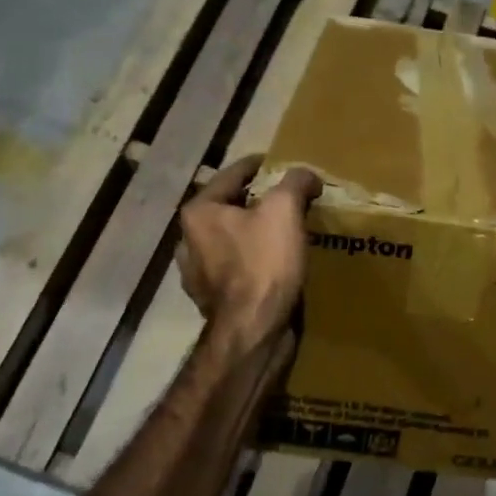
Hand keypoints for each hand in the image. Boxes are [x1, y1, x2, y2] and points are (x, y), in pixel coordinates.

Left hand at [178, 154, 322, 347]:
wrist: (253, 332)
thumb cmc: (263, 263)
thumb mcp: (284, 210)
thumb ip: (295, 182)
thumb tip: (306, 176)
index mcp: (199, 212)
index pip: (232, 174)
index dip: (261, 165)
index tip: (282, 164)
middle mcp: (189, 240)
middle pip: (230, 208)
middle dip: (259, 202)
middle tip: (290, 199)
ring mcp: (198, 274)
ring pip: (232, 240)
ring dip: (255, 234)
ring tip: (285, 233)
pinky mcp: (213, 301)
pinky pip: (237, 269)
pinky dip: (255, 262)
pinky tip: (276, 265)